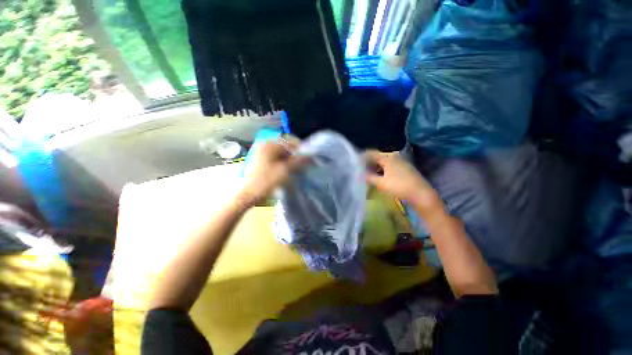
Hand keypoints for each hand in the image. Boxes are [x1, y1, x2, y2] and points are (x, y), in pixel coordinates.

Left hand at [238, 139, 307, 205]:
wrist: (248, 194)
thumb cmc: (266, 181)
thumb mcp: (285, 170)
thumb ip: (298, 161)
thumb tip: (311, 155)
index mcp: (270, 145)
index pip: (290, 140)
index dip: (301, 148)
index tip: (308, 157)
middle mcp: (265, 145)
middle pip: (286, 145)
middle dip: (295, 153)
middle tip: (302, 163)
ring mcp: (262, 152)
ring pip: (281, 152)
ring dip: (290, 158)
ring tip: (296, 167)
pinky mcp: (262, 160)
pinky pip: (276, 157)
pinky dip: (283, 161)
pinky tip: (287, 169)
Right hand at [365, 150, 442, 215]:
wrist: (421, 195)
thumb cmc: (400, 187)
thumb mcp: (381, 183)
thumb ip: (368, 178)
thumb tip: (358, 175)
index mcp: (388, 157)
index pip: (371, 154)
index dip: (361, 158)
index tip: (354, 164)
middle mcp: (394, 156)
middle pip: (376, 158)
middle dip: (367, 164)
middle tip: (358, 171)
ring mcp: (399, 162)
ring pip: (382, 163)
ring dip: (373, 168)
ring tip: (365, 176)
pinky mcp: (402, 169)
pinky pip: (387, 167)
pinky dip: (380, 171)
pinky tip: (376, 178)